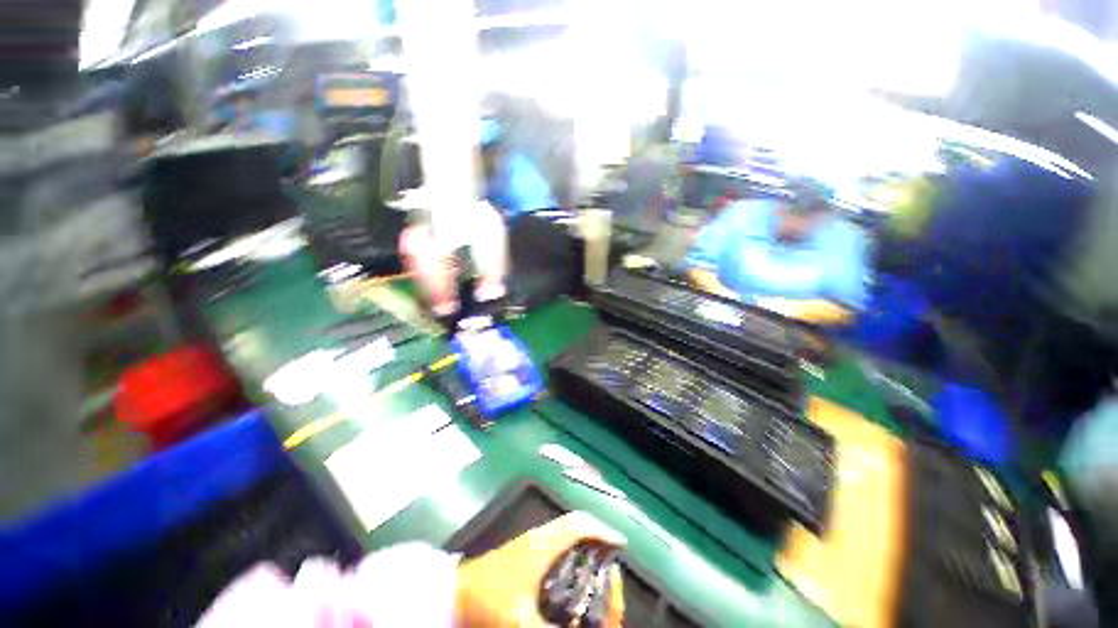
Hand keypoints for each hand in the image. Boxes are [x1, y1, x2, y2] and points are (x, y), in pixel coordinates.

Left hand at [455, 511, 625, 626]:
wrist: (442, 597)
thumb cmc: (484, 604)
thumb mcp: (523, 623)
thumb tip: (587, 626)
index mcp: (539, 548)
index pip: (579, 525)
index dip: (605, 532)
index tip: (621, 549)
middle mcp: (531, 540)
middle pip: (573, 528)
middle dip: (596, 542)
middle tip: (610, 563)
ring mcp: (518, 545)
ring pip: (559, 536)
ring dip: (580, 548)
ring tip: (593, 572)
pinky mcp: (510, 555)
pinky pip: (547, 545)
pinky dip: (564, 554)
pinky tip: (563, 580)